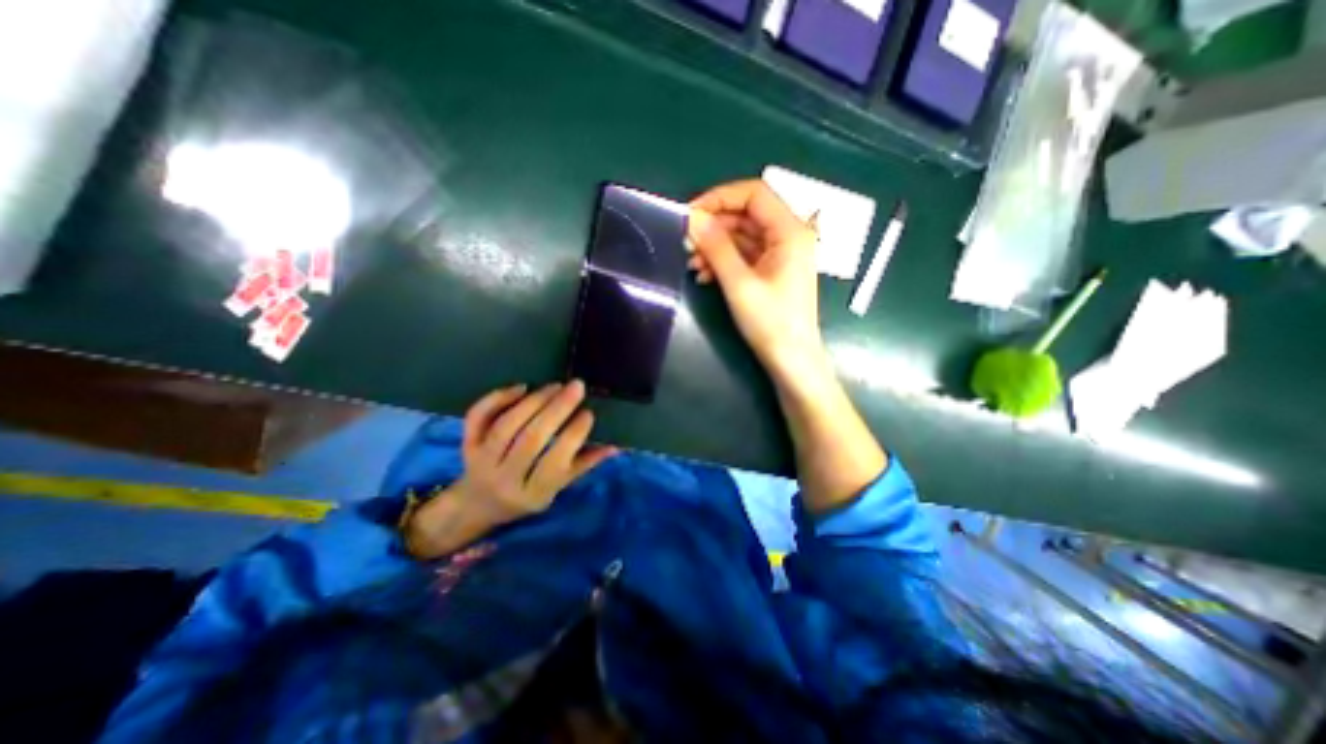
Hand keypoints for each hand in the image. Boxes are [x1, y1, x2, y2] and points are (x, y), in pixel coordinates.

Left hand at [404, 383, 616, 556]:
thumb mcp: (556, 488)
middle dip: (557, 409)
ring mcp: (481, 460)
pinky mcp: (467, 444)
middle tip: (577, 386)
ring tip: (556, 386)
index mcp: (532, 493)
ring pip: (507, 425)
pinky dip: (497, 398)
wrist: (476, 505)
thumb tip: (616, 446)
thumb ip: (583, 465)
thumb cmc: (525, 496)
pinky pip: (478, 417)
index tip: (588, 413)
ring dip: (534, 401)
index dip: (573, 435)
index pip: (555, 461)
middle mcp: (504, 478)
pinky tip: (521, 387)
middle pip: (531, 439)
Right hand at [689, 180, 824, 378]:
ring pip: (742, 236)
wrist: (791, 360)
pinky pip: (744, 255)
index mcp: (790, 231)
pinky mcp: (771, 270)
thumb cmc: (770, 323)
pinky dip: (724, 261)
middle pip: (746, 215)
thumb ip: (716, 247)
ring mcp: (780, 253)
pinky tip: (704, 275)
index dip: (720, 198)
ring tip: (692, 264)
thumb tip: (693, 219)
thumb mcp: (739, 283)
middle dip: (714, 227)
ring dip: (715, 246)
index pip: (754, 194)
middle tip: (685, 243)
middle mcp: (788, 235)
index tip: (691, 214)